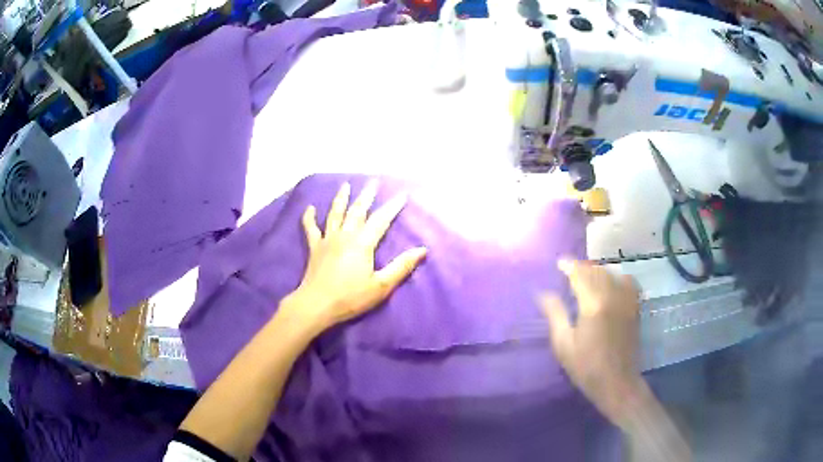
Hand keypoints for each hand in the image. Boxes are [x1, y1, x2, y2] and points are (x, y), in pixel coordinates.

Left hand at [283, 181, 426, 334]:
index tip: (402, 194)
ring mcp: (327, 240)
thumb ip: (401, 267)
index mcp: (363, 243)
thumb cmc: (351, 297)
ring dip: (341, 199)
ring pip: (335, 214)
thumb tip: (422, 250)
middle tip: (373, 182)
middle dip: (367, 195)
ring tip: (346, 185)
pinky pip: (310, 229)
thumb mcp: (381, 286)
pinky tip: (310, 208)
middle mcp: (345, 235)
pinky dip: (309, 217)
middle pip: (358, 211)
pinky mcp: (314, 248)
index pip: (381, 220)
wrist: (317, 304)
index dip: (393, 207)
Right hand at [541, 259, 643, 425]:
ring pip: (612, 274)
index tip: (559, 263)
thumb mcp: (563, 344)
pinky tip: (611, 284)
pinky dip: (617, 277)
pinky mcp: (635, 307)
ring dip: (598, 271)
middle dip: (582, 267)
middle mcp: (612, 296)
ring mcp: (626, 301)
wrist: (616, 382)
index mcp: (593, 304)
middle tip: (570, 271)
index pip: (580, 274)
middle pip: (597, 271)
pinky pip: (628, 282)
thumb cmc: (585, 367)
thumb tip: (543, 294)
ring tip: (588, 277)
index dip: (569, 266)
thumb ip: (555, 315)